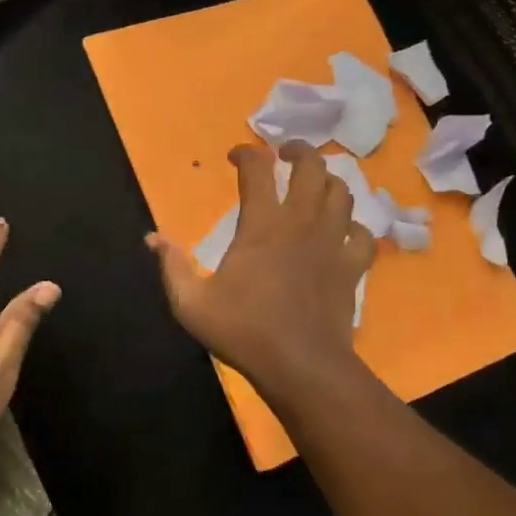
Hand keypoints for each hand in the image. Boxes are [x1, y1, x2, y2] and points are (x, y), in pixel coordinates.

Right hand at [147, 141, 372, 387]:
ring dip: (327, 181)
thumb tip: (152, 238)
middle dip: (298, 150)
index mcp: (262, 225)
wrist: (301, 366)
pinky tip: (343, 232)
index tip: (235, 157)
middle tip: (284, 154)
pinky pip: (363, 234)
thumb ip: (171, 267)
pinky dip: (354, 227)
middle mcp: (301, 223)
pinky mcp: (353, 267)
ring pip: (342, 193)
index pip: (257, 168)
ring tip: (314, 186)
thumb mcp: (191, 304)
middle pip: (311, 166)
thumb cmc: (244, 331)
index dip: (246, 153)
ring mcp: (332, 243)